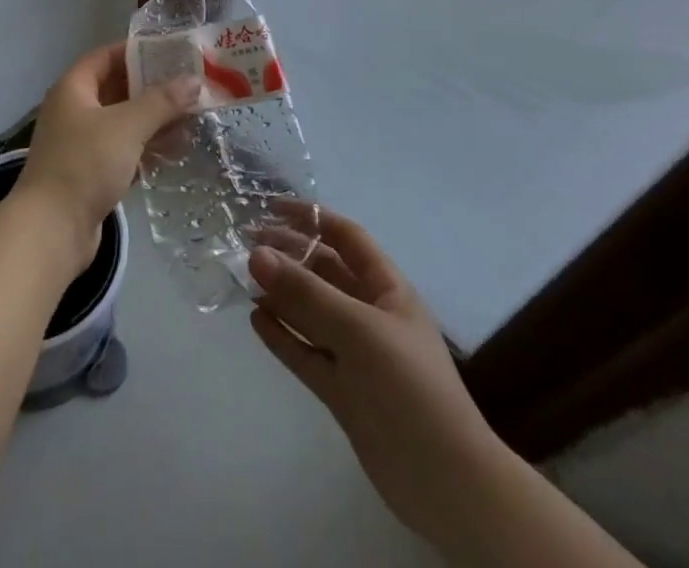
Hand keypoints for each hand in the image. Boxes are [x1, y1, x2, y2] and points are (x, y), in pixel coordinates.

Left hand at [16, 42, 198, 269]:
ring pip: (123, 122)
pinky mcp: (90, 174)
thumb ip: (163, 101)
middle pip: (117, 89)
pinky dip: (146, 148)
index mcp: (73, 89)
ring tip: (191, 118)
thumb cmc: (85, 164)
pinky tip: (175, 151)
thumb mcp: (128, 126)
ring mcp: (80, 144)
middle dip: (153, 88)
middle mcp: (74, 111)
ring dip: (154, 120)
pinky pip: (123, 150)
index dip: (136, 51)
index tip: (171, 51)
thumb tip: (196, 81)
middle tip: (189, 85)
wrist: (51, 231)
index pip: (106, 56)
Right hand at [249, 211, 516, 559]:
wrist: (444, 483)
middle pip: (324, 272)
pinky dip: (283, 336)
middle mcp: (369, 313)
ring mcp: (355, 354)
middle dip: (288, 255)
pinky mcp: (343, 391)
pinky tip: (256, 321)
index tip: (270, 206)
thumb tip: (256, 254)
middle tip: (245, 246)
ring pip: (311, 312)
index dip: (311, 218)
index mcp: (386, 287)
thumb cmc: (408, 386)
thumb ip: (306, 293)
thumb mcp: (358, 330)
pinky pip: (306, 352)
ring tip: (244, 280)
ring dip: (281, 294)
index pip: (345, 237)